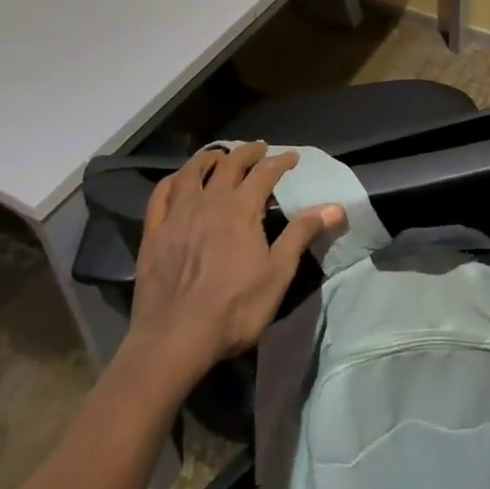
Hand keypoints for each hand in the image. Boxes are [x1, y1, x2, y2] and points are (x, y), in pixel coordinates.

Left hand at [127, 142, 344, 379]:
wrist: (174, 340)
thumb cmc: (234, 308)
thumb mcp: (278, 273)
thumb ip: (302, 234)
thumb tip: (336, 206)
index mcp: (241, 208)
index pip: (265, 172)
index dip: (280, 161)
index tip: (292, 157)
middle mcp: (210, 201)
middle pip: (230, 164)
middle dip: (247, 153)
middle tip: (259, 148)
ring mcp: (177, 215)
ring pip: (192, 172)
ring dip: (208, 158)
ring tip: (218, 155)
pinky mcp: (153, 233)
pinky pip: (161, 195)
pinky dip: (172, 180)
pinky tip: (177, 180)